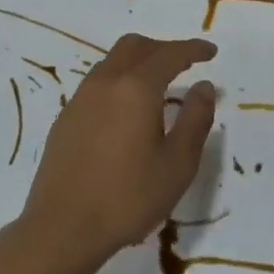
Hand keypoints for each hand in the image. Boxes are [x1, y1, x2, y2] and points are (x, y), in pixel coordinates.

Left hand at [15, 34, 217, 273]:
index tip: (210, 51)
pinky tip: (128, 111)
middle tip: (185, 64)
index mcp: (135, 88)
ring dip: (138, 63)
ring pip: (112, 62)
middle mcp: (104, 82)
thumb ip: (195, 119)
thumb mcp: (177, 164)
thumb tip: (203, 86)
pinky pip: (98, 83)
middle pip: (135, 46)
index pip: (169, 54)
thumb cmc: (129, 197)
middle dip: (163, 48)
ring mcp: (80, 98)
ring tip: (159, 88)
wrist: (63, 226)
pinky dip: (119, 81)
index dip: (192, 49)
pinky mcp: (66, 117)